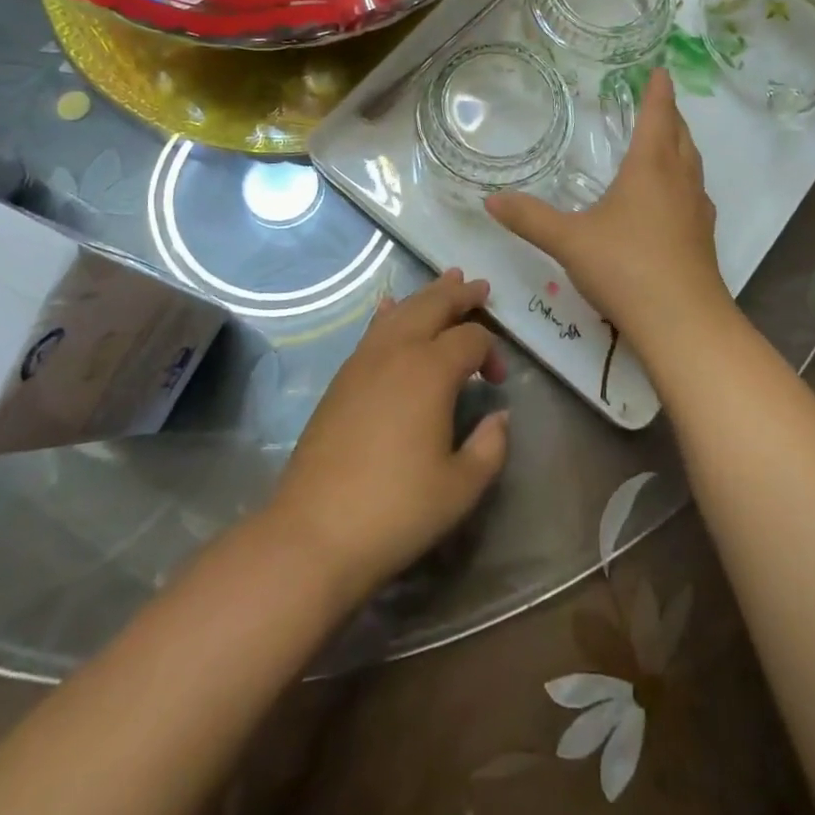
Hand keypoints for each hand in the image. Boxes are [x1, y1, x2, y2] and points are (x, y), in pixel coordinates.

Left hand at [268, 271, 508, 600]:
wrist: (314, 532)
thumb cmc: (396, 510)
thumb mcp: (461, 487)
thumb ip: (491, 446)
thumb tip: (500, 416)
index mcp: (431, 370)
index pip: (471, 339)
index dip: (493, 352)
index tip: (498, 382)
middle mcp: (397, 352)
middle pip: (433, 306)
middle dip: (459, 295)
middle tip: (480, 287)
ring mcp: (364, 361)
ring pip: (401, 311)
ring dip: (427, 295)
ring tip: (447, 282)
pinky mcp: (342, 378)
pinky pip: (372, 329)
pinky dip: (389, 312)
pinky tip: (389, 307)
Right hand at [487, 69, 728, 359]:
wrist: (682, 322)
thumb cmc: (625, 267)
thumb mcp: (568, 241)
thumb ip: (529, 218)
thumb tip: (490, 199)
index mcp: (649, 168)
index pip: (656, 116)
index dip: (658, 92)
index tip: (660, 71)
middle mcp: (679, 181)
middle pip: (680, 136)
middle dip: (671, 115)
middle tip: (660, 102)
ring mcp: (696, 211)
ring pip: (692, 165)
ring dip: (681, 146)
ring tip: (668, 142)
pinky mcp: (703, 239)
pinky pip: (694, 194)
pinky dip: (684, 181)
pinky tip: (672, 200)